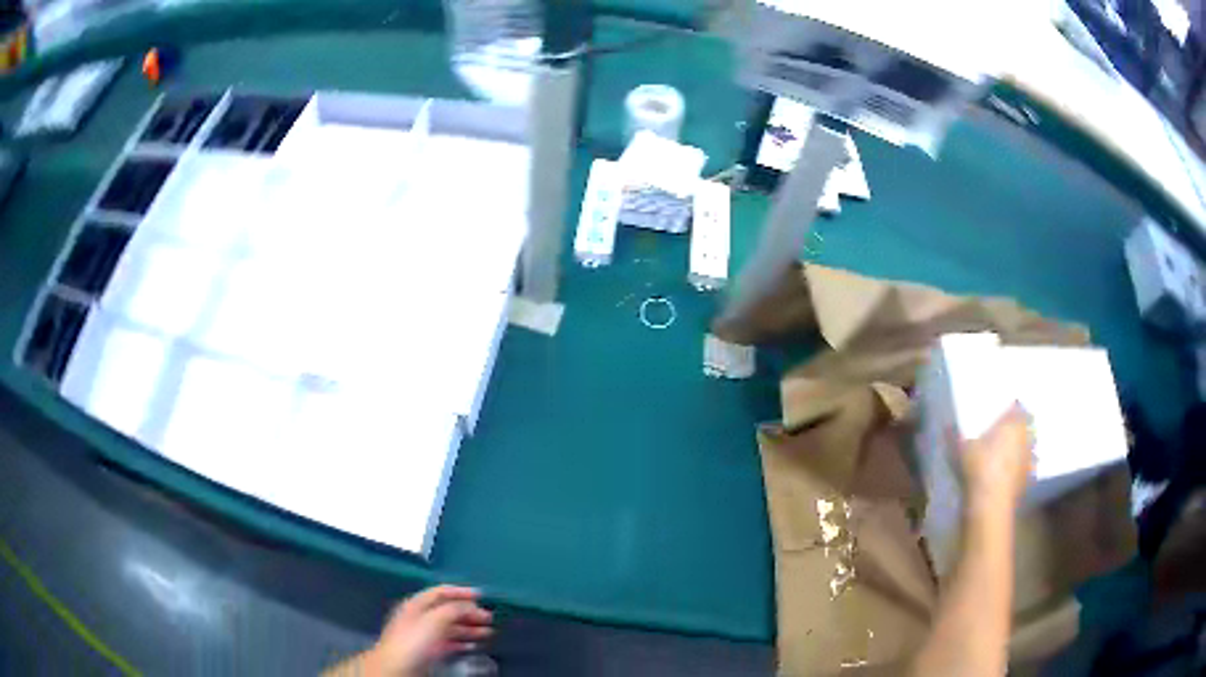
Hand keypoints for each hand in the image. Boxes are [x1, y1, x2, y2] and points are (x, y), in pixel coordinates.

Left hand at [365, 585, 493, 676]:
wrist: (396, 668)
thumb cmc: (414, 641)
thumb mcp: (434, 620)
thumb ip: (453, 609)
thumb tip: (471, 605)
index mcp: (417, 604)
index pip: (441, 591)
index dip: (462, 592)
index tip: (483, 596)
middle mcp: (420, 616)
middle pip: (447, 610)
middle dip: (469, 613)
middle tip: (491, 619)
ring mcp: (423, 634)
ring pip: (450, 627)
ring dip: (469, 628)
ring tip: (488, 633)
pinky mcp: (427, 651)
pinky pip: (448, 642)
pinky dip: (462, 642)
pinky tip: (473, 646)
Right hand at [955, 403, 1034, 512]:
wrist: (990, 502)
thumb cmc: (977, 467)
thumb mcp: (960, 449)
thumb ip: (954, 435)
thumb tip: (947, 425)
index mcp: (1012, 422)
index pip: (1018, 407)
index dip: (1013, 408)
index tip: (1006, 411)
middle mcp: (1025, 436)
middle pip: (1028, 426)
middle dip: (1021, 427)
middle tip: (1008, 431)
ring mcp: (1029, 459)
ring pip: (1030, 447)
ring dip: (1023, 448)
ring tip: (1011, 453)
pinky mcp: (1028, 479)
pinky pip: (1027, 468)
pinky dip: (1021, 469)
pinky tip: (1010, 474)